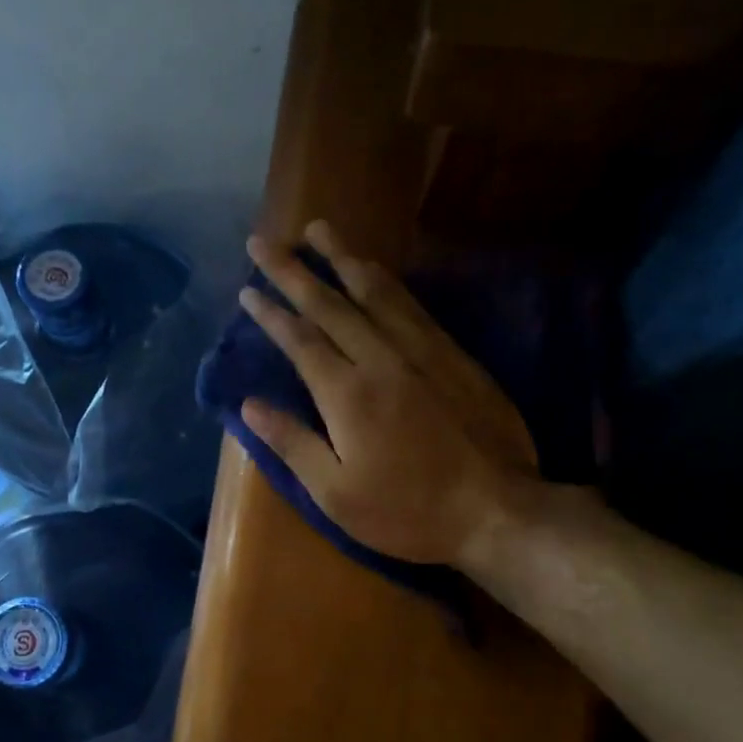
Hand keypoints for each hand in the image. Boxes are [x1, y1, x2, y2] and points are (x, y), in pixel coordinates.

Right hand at [238, 220, 535, 565]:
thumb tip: (249, 404)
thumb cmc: (407, 512)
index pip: (300, 339)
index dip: (270, 312)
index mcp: (347, 394)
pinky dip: (387, 280)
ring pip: (375, 291)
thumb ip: (292, 443)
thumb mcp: (336, 494)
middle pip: (330, 303)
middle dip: (293, 270)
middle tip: (264, 241)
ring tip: (318, 229)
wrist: (495, 510)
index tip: (247, 288)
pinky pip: (412, 305)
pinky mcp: (453, 355)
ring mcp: (422, 352)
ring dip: (342, 257)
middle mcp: (381, 359)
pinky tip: (375, 269)